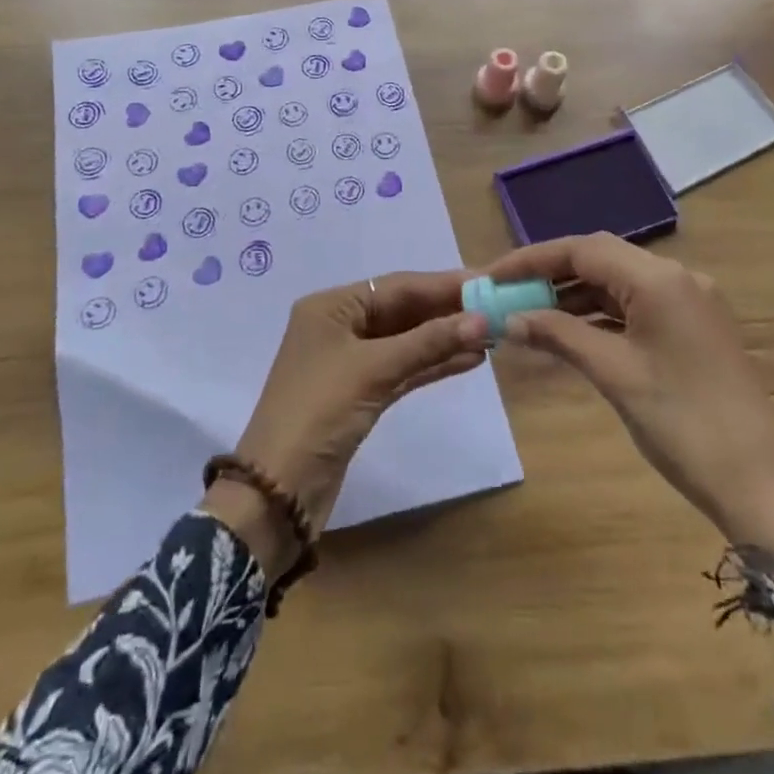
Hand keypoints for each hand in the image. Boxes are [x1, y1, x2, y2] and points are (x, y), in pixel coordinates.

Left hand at [203, 272, 489, 576]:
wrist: (277, 493)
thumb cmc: (318, 413)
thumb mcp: (373, 371)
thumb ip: (427, 343)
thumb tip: (480, 319)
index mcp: (332, 306)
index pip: (397, 286)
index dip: (443, 284)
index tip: (486, 280)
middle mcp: (340, 326)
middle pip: (403, 311)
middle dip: (447, 311)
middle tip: (497, 307)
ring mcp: (350, 362)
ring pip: (407, 341)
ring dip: (445, 338)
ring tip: (492, 334)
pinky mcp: (361, 394)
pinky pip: (404, 369)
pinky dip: (433, 364)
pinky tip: (469, 359)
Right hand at [488, 234, 773, 534]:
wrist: (763, 485)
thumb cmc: (683, 424)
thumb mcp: (614, 374)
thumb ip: (559, 335)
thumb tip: (509, 318)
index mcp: (660, 279)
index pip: (583, 249)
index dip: (532, 259)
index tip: (493, 276)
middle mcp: (677, 277)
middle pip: (600, 258)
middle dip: (550, 273)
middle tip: (507, 293)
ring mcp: (688, 302)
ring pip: (617, 282)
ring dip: (573, 294)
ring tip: (528, 313)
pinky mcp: (692, 327)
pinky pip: (635, 305)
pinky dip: (599, 313)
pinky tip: (568, 330)